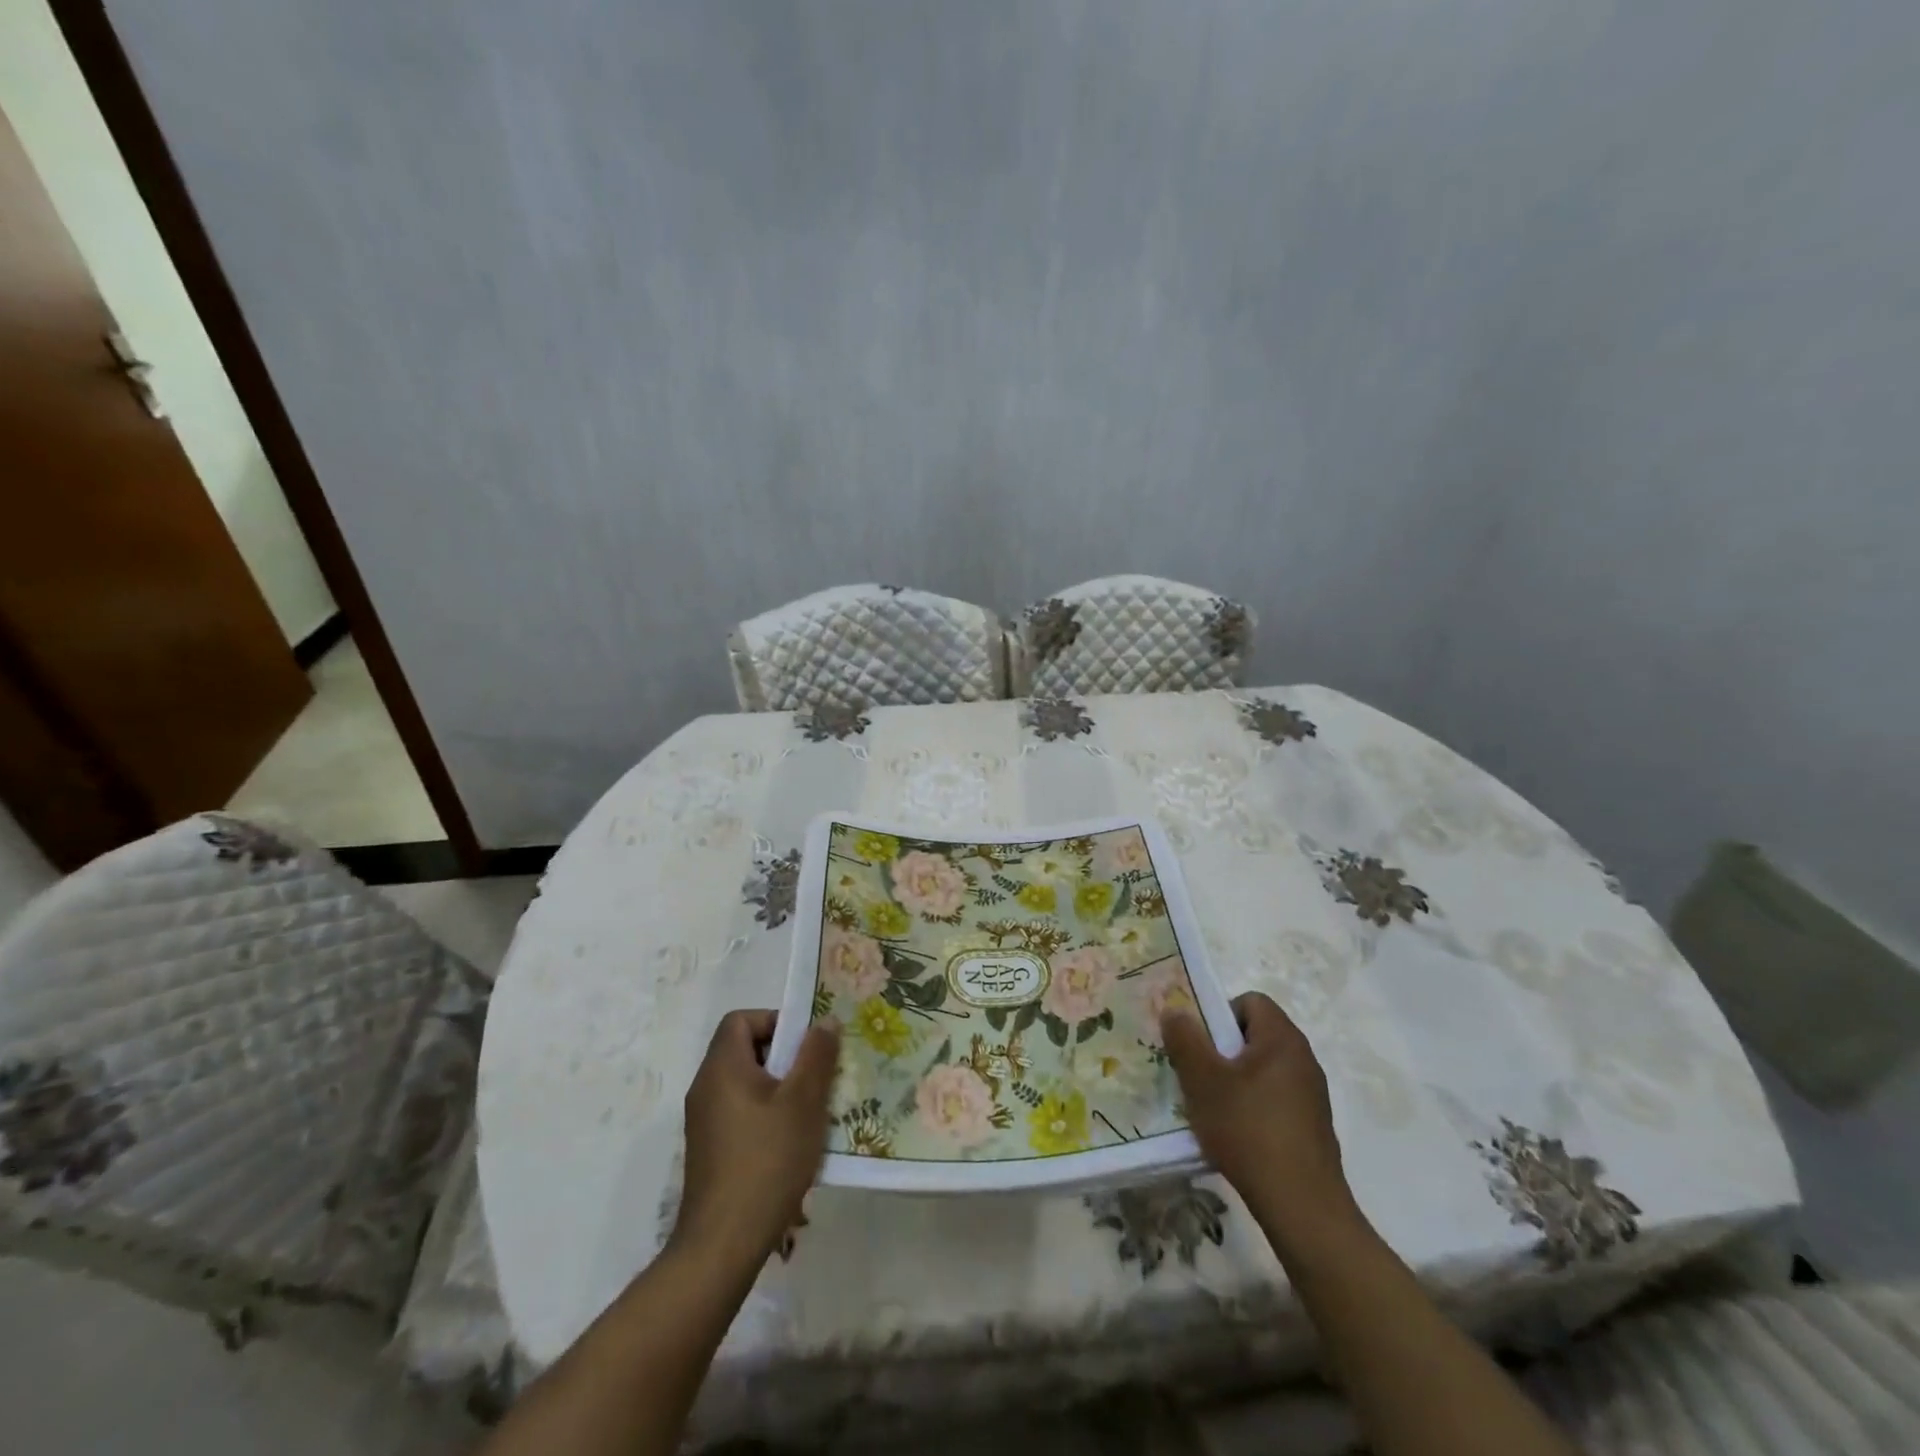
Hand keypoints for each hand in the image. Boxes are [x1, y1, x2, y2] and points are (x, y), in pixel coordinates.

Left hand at [670, 1009, 838, 1269]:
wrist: (723, 1244)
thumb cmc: (766, 1160)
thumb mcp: (803, 1102)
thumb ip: (816, 1055)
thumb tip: (825, 1020)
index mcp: (722, 1068)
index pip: (741, 1019)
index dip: (775, 1021)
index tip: (805, 1045)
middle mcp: (706, 1088)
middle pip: (744, 1050)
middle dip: (785, 1057)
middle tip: (817, 1077)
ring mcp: (704, 1122)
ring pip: (746, 1084)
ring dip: (780, 1089)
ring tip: (811, 1112)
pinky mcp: (710, 1150)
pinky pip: (741, 1113)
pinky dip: (767, 1115)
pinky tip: (792, 1144)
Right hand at [1162, 992, 1358, 1249]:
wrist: (1302, 1207)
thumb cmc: (1248, 1130)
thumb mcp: (1203, 1080)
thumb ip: (1185, 1039)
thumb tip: (1175, 1010)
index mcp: (1282, 1038)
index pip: (1250, 1001)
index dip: (1219, 1013)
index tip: (1199, 1044)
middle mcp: (1303, 1059)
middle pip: (1254, 1036)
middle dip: (1221, 1051)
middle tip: (1196, 1075)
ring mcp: (1312, 1095)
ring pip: (1262, 1070)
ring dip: (1234, 1081)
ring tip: (1211, 1109)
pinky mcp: (1312, 1127)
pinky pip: (1274, 1100)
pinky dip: (1252, 1108)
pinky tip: (1235, 1136)